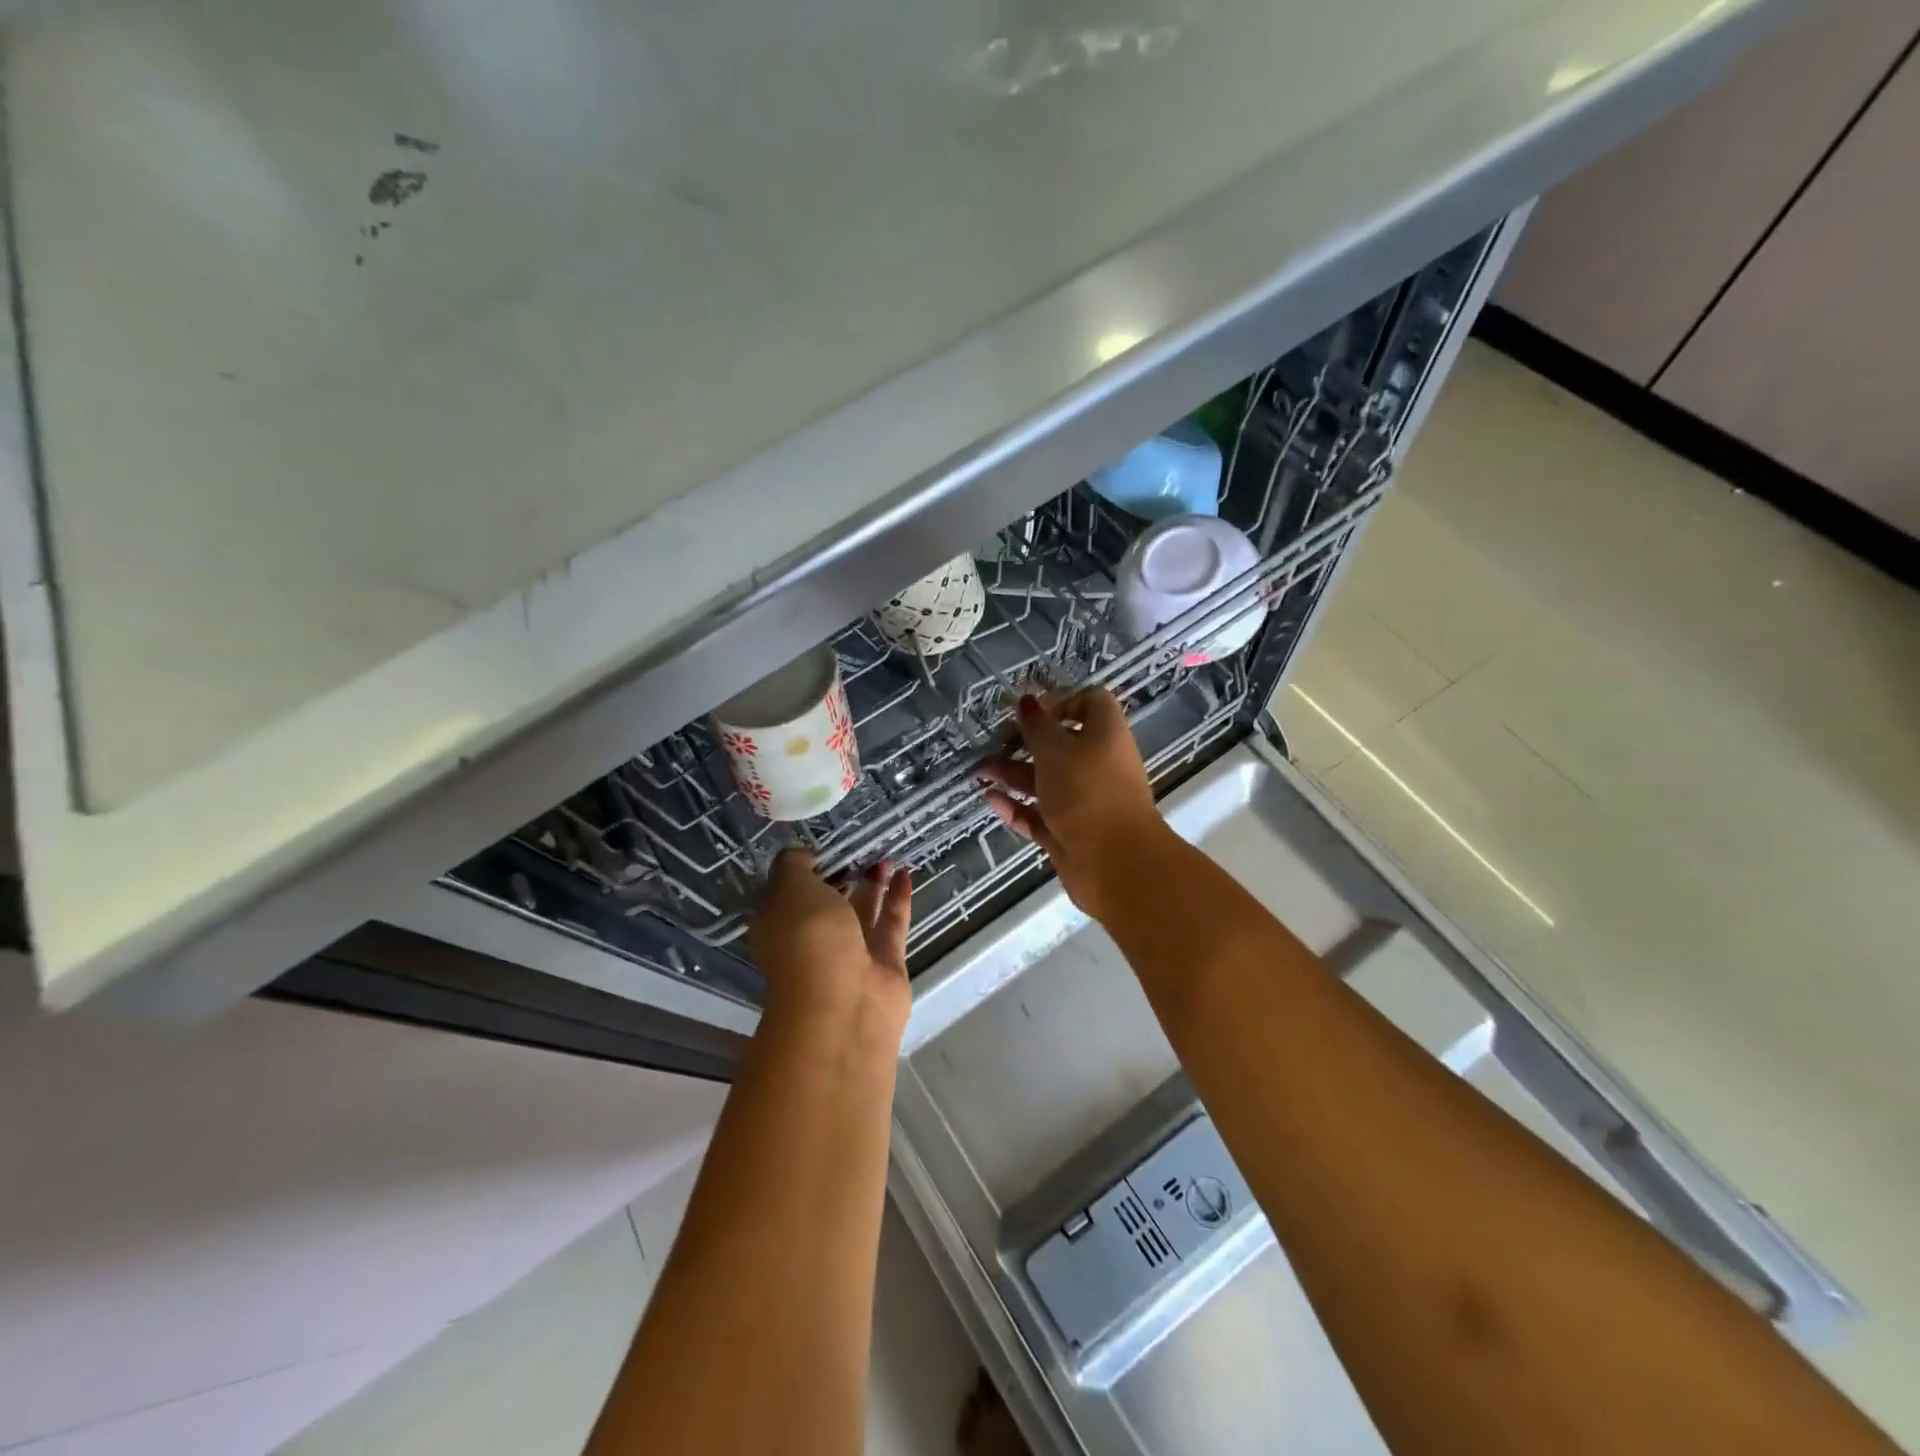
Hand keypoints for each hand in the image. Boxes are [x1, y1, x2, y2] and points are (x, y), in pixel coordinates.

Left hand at [749, 850, 912, 1034]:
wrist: (843, 1002)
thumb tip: (804, 856)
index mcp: (779, 924)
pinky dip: (898, 898)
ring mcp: (850, 954)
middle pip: (829, 902)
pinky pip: (891, 923)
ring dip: (874, 884)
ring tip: (887, 855)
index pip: (790, 890)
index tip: (828, 845)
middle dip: (844, 875)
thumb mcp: (790, 886)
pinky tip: (906, 873)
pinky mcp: (884, 963)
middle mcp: (812, 940)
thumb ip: (794, 864)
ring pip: (862, 912)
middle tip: (863, 846)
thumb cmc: (808, 937)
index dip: (808, 867)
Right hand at [978, 689, 1171, 920]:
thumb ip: (1037, 726)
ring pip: (1046, 781)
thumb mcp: (1055, 750)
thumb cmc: (1086, 791)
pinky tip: (990, 800)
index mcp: (1105, 736)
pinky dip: (1017, 807)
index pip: (1091, 703)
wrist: (1114, 862)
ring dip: (1013, 774)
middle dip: (1026, 742)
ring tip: (980, 772)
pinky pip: (1040, 814)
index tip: (1031, 712)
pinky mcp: (1069, 832)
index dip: (1062, 701)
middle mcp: (1098, 765)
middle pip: (1061, 745)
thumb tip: (1027, 702)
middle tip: (995, 741)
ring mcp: (1084, 802)